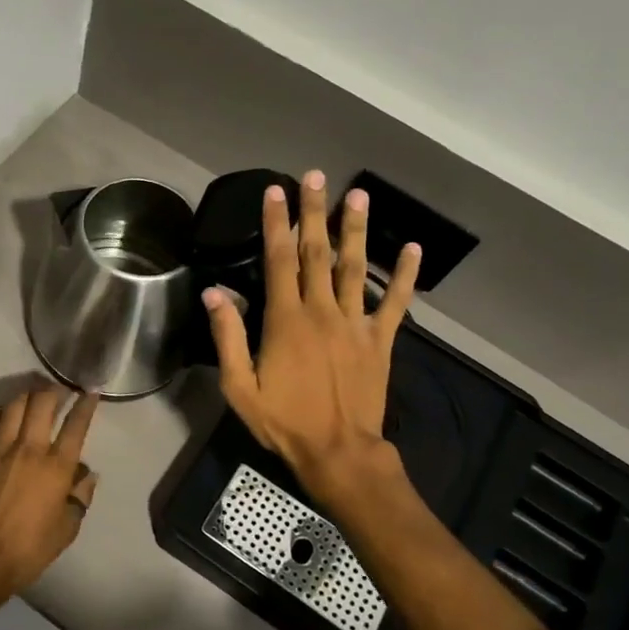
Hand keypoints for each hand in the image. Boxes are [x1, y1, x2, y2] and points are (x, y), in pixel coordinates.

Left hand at [0, 383, 99, 599]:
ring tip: (33, 393)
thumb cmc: (30, 548)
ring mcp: (1, 448)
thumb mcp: (67, 528)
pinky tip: (7, 411)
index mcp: (57, 467)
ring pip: (15, 404)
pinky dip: (3, 410)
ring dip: (27, 394)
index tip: (90, 392)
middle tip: (58, 389)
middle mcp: (31, 448)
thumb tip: (86, 474)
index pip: (76, 424)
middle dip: (53, 389)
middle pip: (43, 402)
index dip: (86, 404)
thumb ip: (80, 496)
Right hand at [204, 170, 420, 512]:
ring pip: (356, 267)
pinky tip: (414, 248)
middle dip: (315, 212)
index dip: (276, 223)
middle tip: (316, 176)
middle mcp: (322, 311)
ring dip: (356, 229)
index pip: (278, 260)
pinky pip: (396, 303)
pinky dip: (406, 275)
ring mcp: (356, 324)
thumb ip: (228, 337)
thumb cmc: (284, 422)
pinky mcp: (380, 341)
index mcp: (286, 320)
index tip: (275, 192)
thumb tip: (214, 292)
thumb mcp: (240, 387)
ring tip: (359, 195)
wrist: (338, 453)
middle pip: (317, 252)